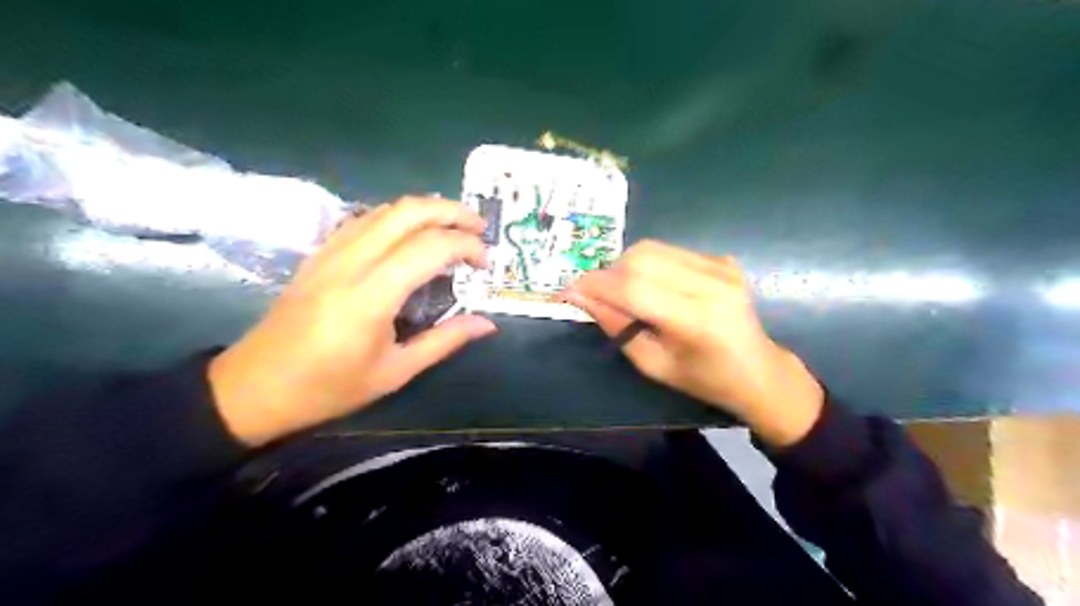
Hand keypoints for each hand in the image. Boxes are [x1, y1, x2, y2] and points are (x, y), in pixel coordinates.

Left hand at [209, 197, 499, 443]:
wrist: (253, 387)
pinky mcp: (320, 253)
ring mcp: (331, 252)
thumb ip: (445, 341)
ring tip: (454, 228)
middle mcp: (351, 261)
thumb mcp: (394, 372)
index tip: (485, 265)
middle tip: (479, 229)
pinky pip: (366, 219)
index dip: (467, 247)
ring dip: (427, 209)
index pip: (430, 247)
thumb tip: (487, 323)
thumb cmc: (328, 388)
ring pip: (386, 208)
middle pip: (409, 211)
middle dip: (452, 211)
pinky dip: (399, 217)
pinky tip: (412, 236)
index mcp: (372, 295)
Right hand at [562, 239, 824, 445]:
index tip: (568, 291)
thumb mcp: (653, 364)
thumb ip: (617, 326)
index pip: (633, 288)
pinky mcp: (722, 259)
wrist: (758, 370)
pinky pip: (669, 251)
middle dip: (607, 274)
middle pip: (640, 259)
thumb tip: (580, 296)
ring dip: (625, 267)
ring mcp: (721, 267)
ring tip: (622, 292)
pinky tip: (652, 287)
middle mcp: (712, 284)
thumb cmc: (703, 379)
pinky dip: (649, 265)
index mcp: (697, 320)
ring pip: (652, 248)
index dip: (594, 285)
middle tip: (596, 296)